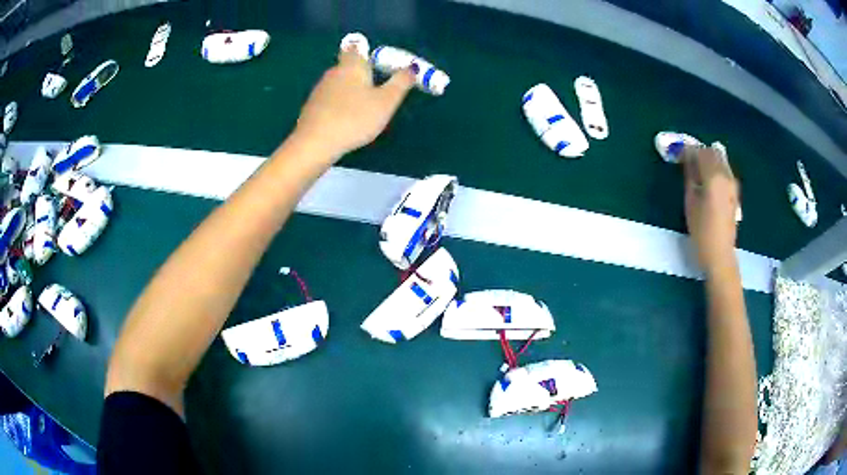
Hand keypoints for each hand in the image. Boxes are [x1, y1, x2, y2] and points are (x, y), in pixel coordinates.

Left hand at [292, 48, 415, 160]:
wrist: (315, 143)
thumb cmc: (355, 117)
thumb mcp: (386, 101)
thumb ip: (400, 83)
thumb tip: (411, 67)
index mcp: (352, 66)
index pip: (355, 48)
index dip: (363, 50)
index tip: (373, 59)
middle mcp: (333, 72)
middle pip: (347, 67)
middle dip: (359, 73)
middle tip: (374, 86)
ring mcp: (319, 90)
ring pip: (337, 84)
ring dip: (348, 90)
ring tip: (361, 107)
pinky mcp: (311, 108)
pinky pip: (329, 100)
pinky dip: (337, 105)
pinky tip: (344, 119)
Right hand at [682, 146, 739, 275]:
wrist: (720, 254)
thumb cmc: (701, 230)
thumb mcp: (690, 201)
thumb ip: (690, 175)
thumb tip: (687, 159)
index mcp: (714, 176)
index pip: (700, 152)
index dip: (688, 150)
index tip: (678, 154)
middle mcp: (726, 175)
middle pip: (712, 153)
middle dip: (699, 153)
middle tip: (687, 159)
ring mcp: (733, 183)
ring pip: (720, 160)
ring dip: (708, 160)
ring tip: (697, 169)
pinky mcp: (735, 192)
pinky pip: (725, 171)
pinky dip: (716, 168)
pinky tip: (709, 178)